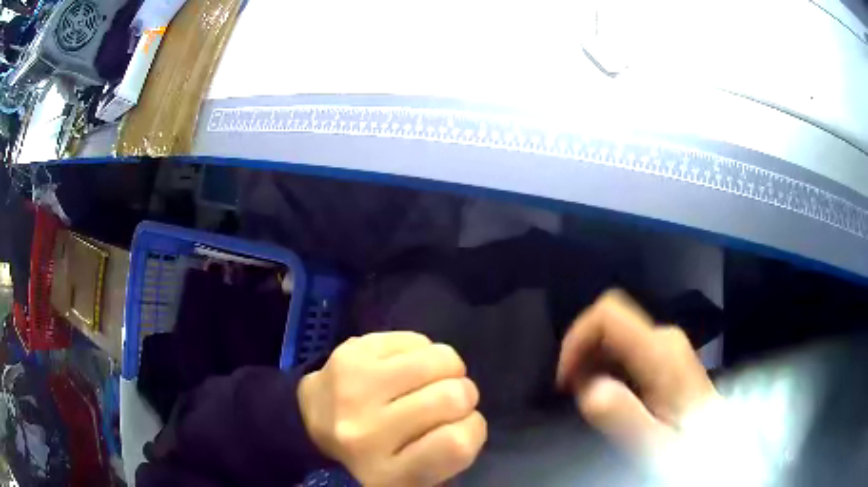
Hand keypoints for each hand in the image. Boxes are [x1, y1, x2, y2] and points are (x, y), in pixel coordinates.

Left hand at [298, 332, 486, 485]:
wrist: (311, 423)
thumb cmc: (373, 454)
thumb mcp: (412, 474)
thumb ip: (449, 453)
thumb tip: (468, 413)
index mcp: (386, 474)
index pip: (456, 444)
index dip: (472, 429)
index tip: (460, 428)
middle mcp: (365, 433)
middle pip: (453, 397)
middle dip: (463, 396)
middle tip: (447, 401)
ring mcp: (354, 387)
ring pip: (441, 359)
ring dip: (448, 369)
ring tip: (430, 379)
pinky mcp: (350, 352)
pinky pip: (417, 339)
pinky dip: (422, 352)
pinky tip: (405, 367)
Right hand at [556, 290, 718, 456]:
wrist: (715, 443)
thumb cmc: (687, 446)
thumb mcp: (655, 444)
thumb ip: (625, 417)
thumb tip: (589, 389)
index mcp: (661, 353)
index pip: (607, 314)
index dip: (576, 339)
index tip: (565, 380)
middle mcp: (663, 338)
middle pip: (607, 323)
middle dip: (581, 355)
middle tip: (574, 397)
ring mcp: (665, 344)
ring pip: (613, 334)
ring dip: (591, 363)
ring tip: (590, 401)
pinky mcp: (664, 354)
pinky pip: (623, 346)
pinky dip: (604, 366)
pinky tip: (608, 395)